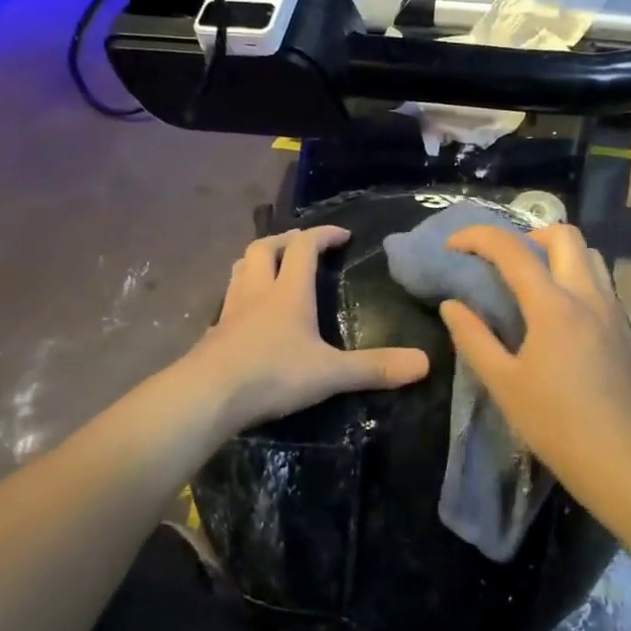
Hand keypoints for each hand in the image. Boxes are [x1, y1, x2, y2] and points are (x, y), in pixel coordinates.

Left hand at [188, 227, 430, 436]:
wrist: (207, 396)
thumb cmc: (272, 375)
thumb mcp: (330, 373)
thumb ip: (374, 368)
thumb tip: (424, 364)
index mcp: (288, 292)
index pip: (304, 246)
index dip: (323, 234)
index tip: (342, 234)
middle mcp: (257, 292)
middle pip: (265, 248)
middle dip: (285, 240)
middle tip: (302, 245)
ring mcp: (231, 311)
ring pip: (240, 269)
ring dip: (258, 260)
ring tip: (272, 267)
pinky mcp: (214, 334)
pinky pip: (229, 300)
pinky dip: (242, 294)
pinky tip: (249, 314)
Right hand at [439, 224, 630, 496]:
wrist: (622, 462)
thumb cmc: (555, 424)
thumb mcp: (502, 383)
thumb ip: (473, 337)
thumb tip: (452, 304)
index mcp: (554, 305)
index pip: (512, 249)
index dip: (478, 237)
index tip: (454, 246)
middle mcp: (589, 296)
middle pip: (563, 234)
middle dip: (526, 235)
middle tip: (502, 263)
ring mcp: (614, 311)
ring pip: (589, 255)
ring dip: (557, 254)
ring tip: (532, 284)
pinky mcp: (627, 329)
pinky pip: (601, 283)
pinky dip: (575, 279)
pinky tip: (560, 316)